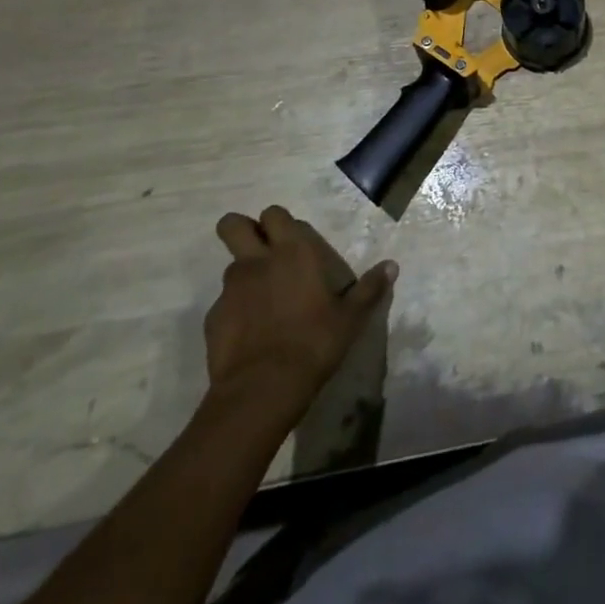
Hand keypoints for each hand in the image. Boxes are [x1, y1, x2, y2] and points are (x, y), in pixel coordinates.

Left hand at [205, 206, 396, 418]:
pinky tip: (250, 334)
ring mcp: (230, 289)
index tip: (289, 237)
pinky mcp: (212, 319)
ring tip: (263, 302)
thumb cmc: (314, 342)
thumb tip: (392, 266)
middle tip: (261, 251)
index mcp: (294, 251)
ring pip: (231, 266)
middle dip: (242, 230)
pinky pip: (223, 304)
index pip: (275, 214)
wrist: (262, 389)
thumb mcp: (351, 318)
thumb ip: (370, 288)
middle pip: (233, 225)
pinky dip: (234, 312)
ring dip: (244, 275)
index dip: (278, 222)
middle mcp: (258, 261)